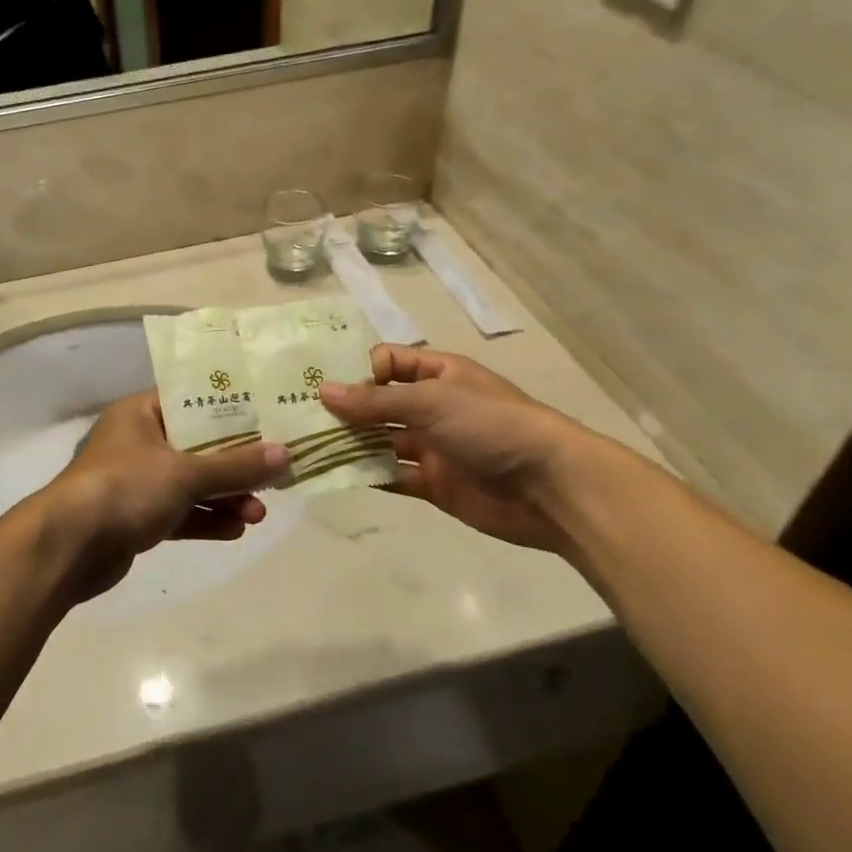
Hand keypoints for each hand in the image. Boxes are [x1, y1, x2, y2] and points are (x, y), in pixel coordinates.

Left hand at [34, 391, 287, 600]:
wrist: (68, 547)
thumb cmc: (125, 488)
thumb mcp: (185, 472)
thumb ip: (235, 465)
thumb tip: (284, 454)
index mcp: (140, 413)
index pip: (190, 400)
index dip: (229, 409)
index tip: (266, 417)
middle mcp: (137, 442)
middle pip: (195, 445)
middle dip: (233, 463)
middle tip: (272, 472)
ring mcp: (135, 482)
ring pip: (189, 483)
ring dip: (223, 496)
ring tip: (259, 513)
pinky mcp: (135, 518)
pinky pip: (178, 512)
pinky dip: (204, 519)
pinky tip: (236, 530)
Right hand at [319, 346, 596, 555]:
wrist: (551, 488)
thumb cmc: (491, 426)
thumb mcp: (431, 402)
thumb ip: (375, 402)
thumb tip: (323, 391)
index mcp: (439, 374)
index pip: (388, 363)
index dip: (359, 371)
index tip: (326, 386)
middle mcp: (433, 407)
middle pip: (380, 404)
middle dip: (346, 409)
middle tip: (299, 416)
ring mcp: (433, 447)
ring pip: (382, 441)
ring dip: (351, 443)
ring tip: (308, 446)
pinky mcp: (435, 484)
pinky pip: (393, 476)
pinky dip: (368, 475)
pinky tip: (335, 475)